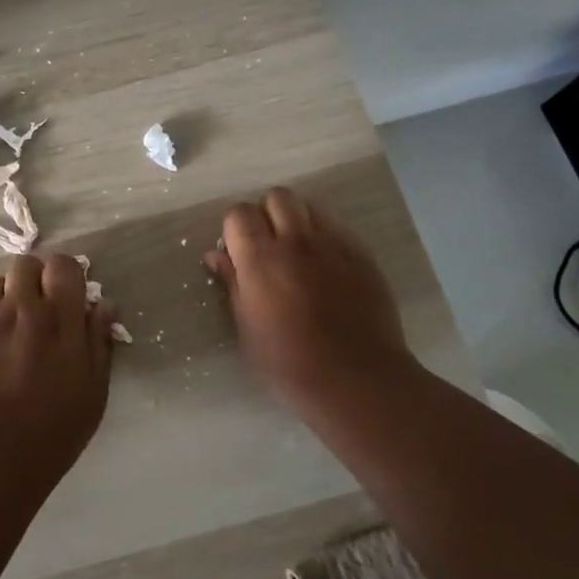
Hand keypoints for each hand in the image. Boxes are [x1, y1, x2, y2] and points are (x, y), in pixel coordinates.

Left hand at [0, 252, 116, 481]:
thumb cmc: (56, 427)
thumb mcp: (95, 389)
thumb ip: (99, 340)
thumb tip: (102, 305)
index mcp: (59, 317)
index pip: (62, 265)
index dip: (66, 274)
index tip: (69, 294)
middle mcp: (21, 308)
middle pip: (24, 264)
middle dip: (34, 278)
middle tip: (40, 307)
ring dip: (7, 298)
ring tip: (13, 328)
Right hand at [204, 187, 414, 408]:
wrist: (358, 381)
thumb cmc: (289, 364)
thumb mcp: (247, 329)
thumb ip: (232, 284)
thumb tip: (215, 255)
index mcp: (261, 259)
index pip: (239, 213)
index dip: (235, 228)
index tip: (238, 252)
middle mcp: (297, 241)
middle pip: (277, 197)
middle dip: (268, 214)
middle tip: (268, 246)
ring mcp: (334, 245)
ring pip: (310, 208)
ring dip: (298, 222)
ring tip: (299, 254)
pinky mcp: (362, 256)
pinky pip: (338, 230)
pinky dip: (326, 240)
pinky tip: (328, 270)